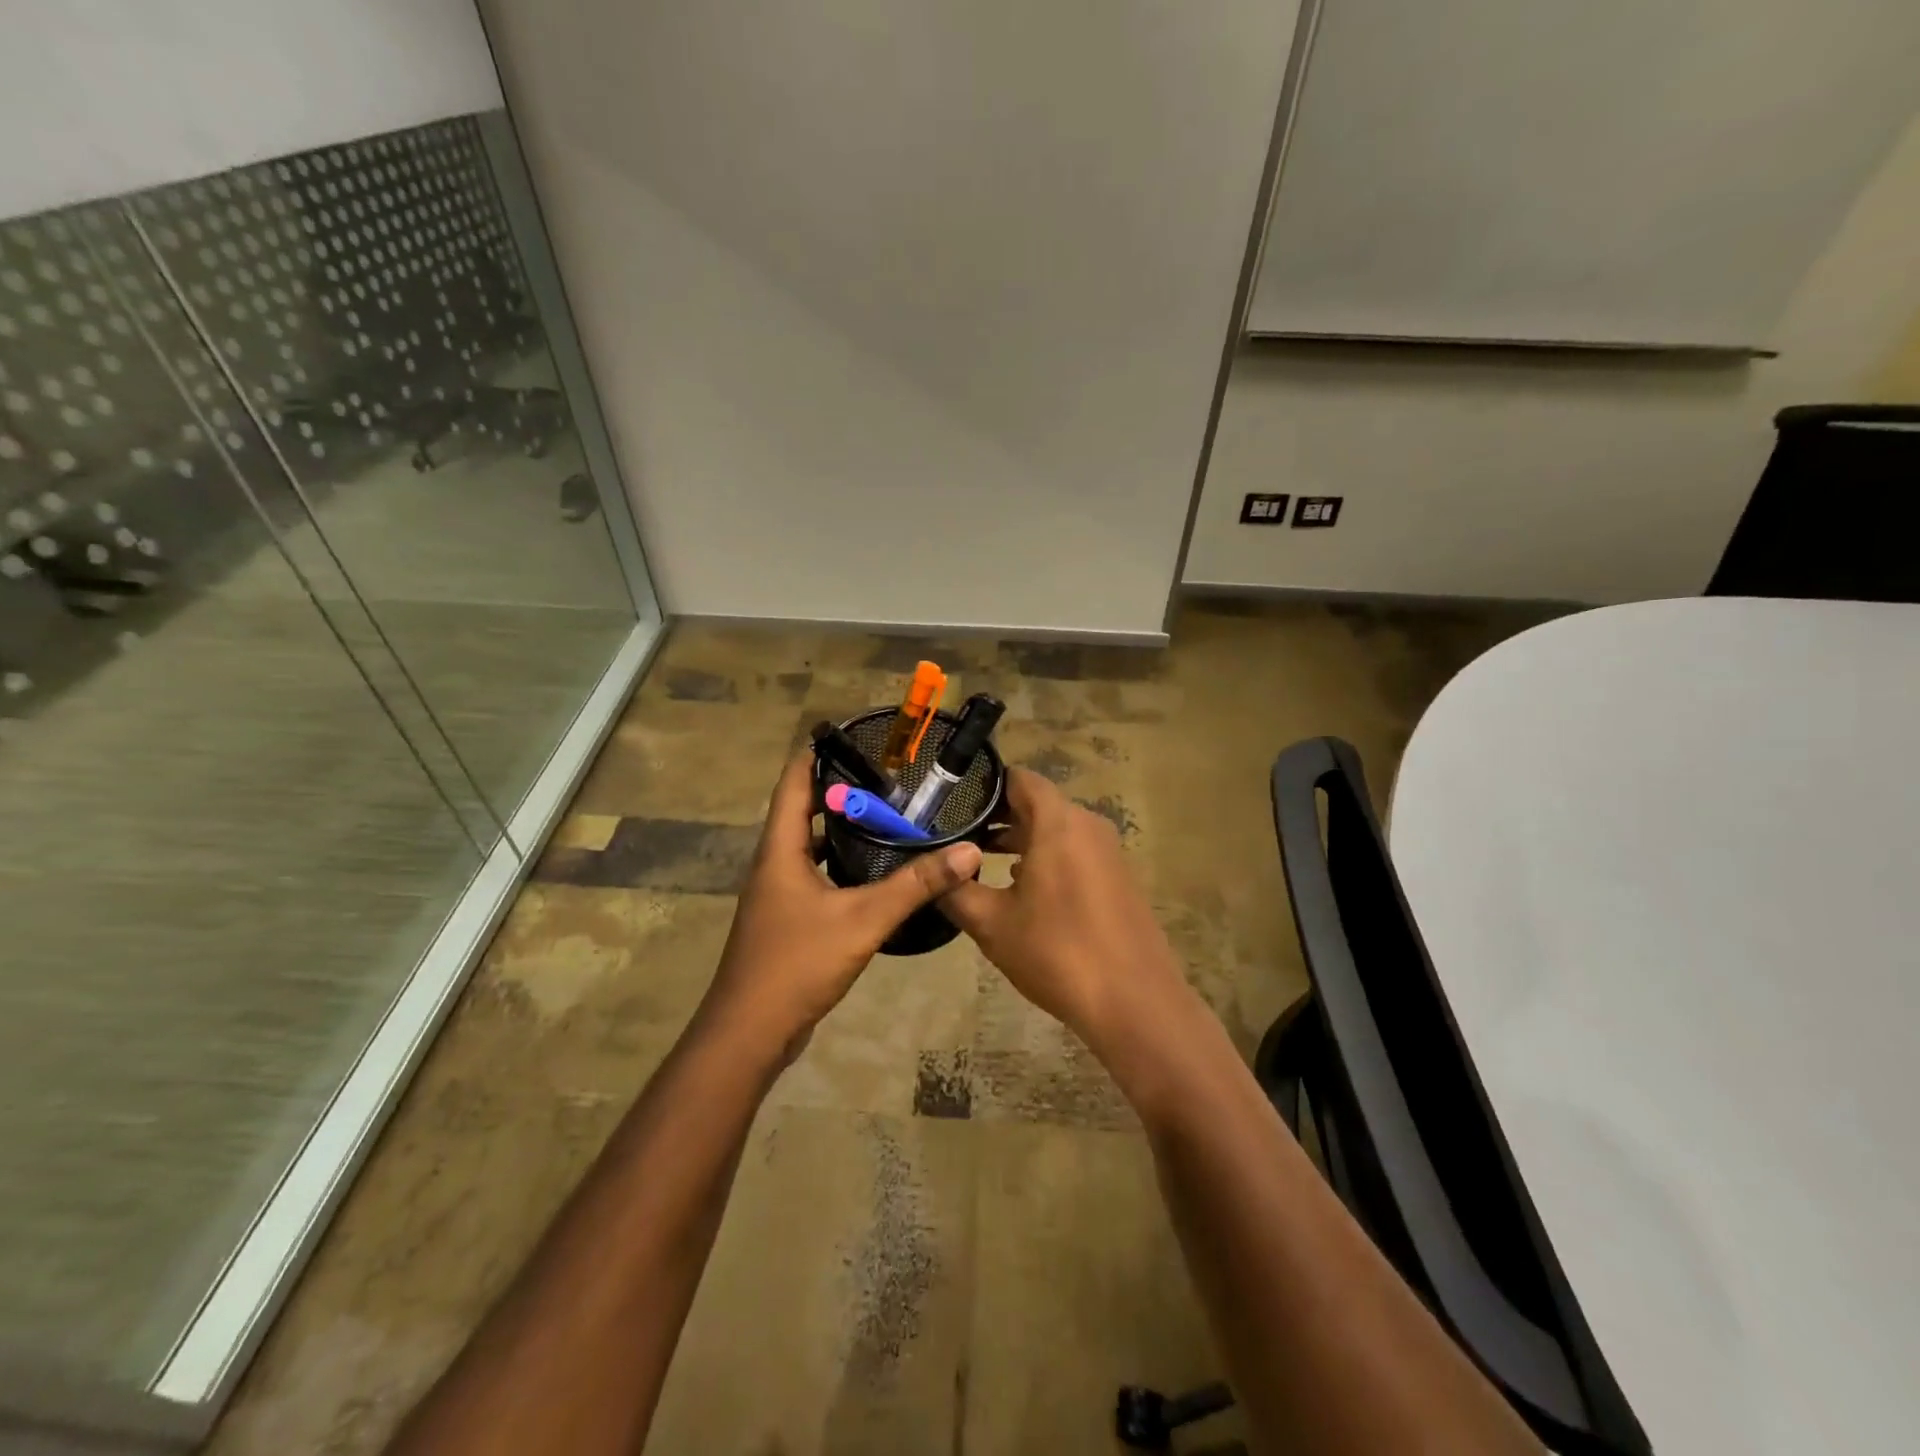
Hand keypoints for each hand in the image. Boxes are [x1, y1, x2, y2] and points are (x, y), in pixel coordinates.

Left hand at [701, 755, 982, 1061]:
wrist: (750, 1032)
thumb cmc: (797, 963)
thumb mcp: (863, 919)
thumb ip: (915, 885)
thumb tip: (967, 852)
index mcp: (780, 850)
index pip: (792, 782)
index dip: (817, 754)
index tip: (852, 735)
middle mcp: (773, 864)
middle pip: (801, 810)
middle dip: (839, 789)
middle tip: (886, 777)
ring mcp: (778, 894)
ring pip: (809, 845)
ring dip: (840, 827)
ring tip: (886, 816)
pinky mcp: (787, 920)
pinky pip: (815, 874)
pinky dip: (841, 862)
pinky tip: (873, 871)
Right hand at [941, 768, 1186, 1048]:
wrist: (1135, 1003)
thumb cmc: (1057, 953)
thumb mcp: (992, 924)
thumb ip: (955, 890)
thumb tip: (932, 871)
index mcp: (1058, 822)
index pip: (1018, 778)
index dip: (983, 786)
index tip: (950, 802)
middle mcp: (1087, 825)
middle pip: (1036, 803)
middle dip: (996, 816)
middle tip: (954, 834)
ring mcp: (1108, 851)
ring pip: (1055, 830)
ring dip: (1019, 840)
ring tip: (978, 861)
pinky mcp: (1117, 877)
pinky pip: (1074, 851)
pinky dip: (1045, 858)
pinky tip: (1019, 889)